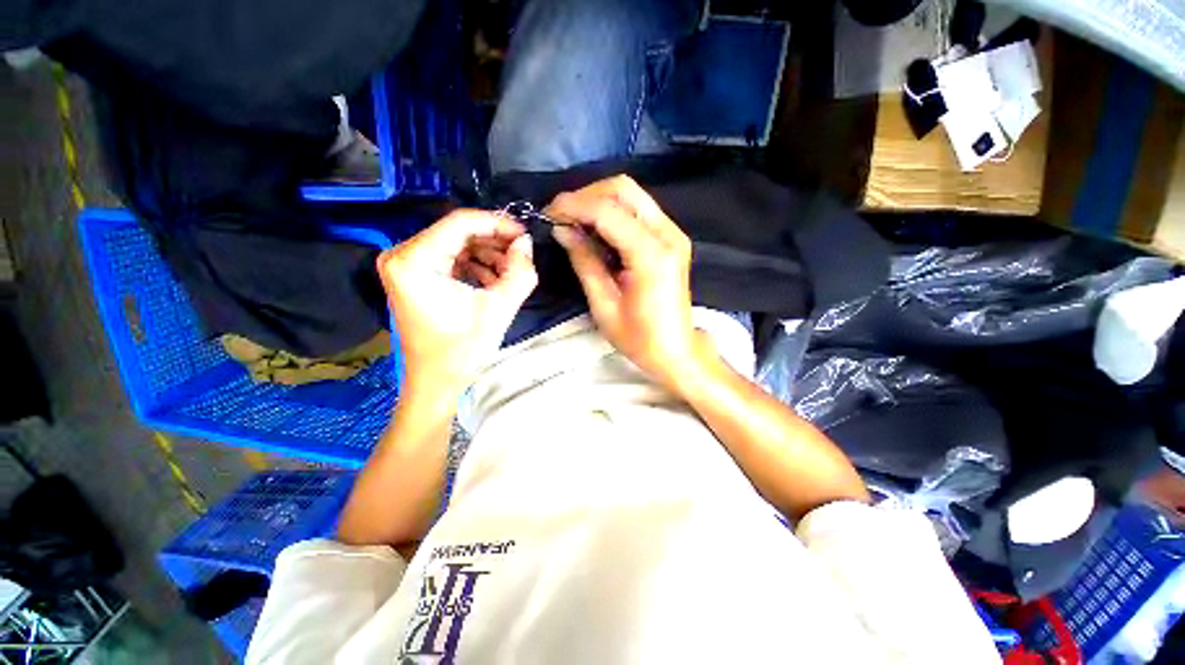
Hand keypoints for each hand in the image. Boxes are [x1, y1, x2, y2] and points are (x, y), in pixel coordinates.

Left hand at [377, 210, 536, 396]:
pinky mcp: (416, 277)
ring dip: (489, 256)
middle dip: (495, 243)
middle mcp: (403, 255)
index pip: (460, 223)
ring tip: (512, 274)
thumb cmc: (462, 350)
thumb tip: (526, 243)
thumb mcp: (499, 309)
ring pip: (458, 245)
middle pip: (458, 233)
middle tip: (522, 256)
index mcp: (413, 260)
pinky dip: (477, 266)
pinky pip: (452, 259)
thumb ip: (519, 272)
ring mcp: (407, 265)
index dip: (498, 224)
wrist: (437, 383)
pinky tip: (496, 281)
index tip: (525, 235)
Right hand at [547, 175, 707, 389]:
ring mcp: (673, 233)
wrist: (676, 350)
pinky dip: (613, 212)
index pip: (607, 211)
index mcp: (651, 255)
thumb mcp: (604, 305)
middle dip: (586, 196)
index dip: (573, 206)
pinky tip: (595, 230)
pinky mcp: (672, 237)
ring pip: (631, 195)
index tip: (548, 213)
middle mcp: (668, 234)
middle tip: (561, 216)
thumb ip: (584, 261)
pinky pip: (638, 210)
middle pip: (623, 189)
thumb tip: (562, 229)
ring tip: (574, 222)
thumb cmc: (639, 338)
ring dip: (598, 201)